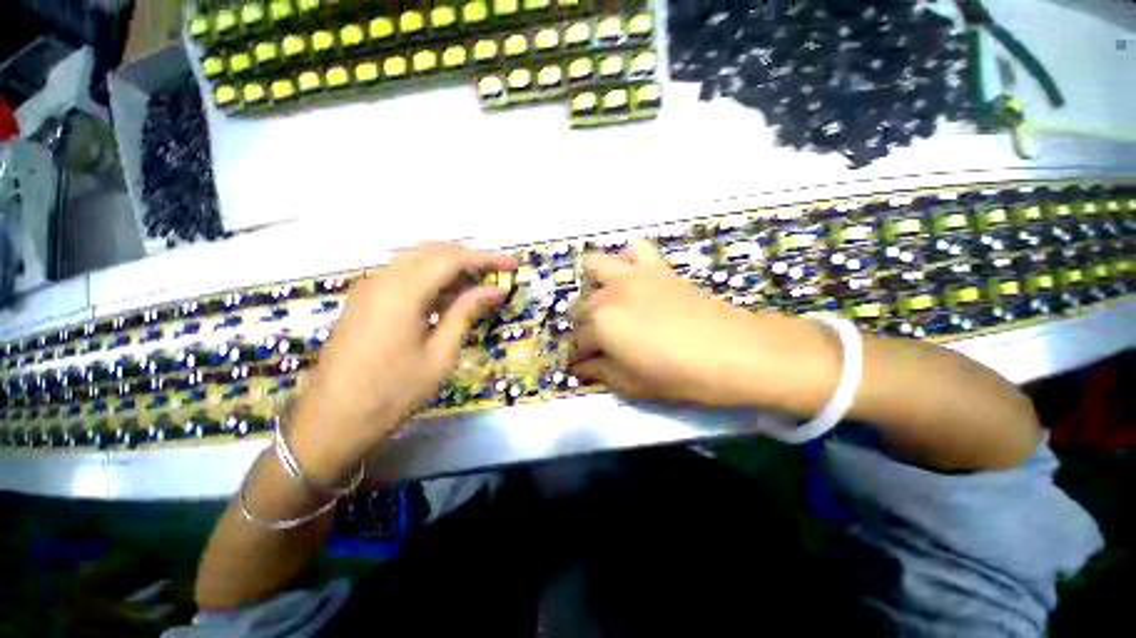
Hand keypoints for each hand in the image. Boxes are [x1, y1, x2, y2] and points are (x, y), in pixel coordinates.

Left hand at [290, 243, 514, 481]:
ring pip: (416, 260)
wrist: (333, 420)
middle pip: (433, 252)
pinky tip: (446, 296)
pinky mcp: (364, 299)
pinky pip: (402, 275)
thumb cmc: (393, 391)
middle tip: (495, 274)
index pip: (452, 259)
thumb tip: (495, 290)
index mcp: (403, 291)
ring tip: (476, 285)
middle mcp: (383, 278)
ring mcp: (369, 287)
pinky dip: (430, 278)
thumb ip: (466, 313)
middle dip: (468, 258)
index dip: (486, 259)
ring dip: (449, 267)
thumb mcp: (440, 353)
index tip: (512, 265)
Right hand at [570, 239, 836, 408]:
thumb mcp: (633, 385)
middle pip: (580, 306)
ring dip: (591, 283)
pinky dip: (627, 256)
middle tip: (598, 343)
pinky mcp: (656, 268)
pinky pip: (635, 247)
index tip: (583, 368)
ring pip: (593, 266)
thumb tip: (581, 369)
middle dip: (583, 326)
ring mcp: (631, 276)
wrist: (734, 351)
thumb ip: (601, 373)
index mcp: (600, 326)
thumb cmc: (680, 375)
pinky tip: (631, 273)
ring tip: (604, 301)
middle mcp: (608, 295)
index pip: (576, 342)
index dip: (578, 358)